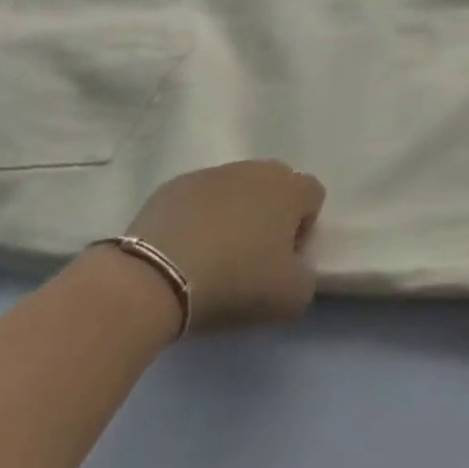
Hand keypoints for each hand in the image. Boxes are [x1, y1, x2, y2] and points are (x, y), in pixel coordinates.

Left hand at [123, 160, 325, 333]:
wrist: (156, 277)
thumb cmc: (234, 281)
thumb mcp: (289, 298)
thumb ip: (306, 279)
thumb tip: (295, 270)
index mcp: (291, 189)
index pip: (313, 196)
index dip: (303, 228)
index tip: (281, 260)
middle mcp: (258, 170)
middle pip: (275, 187)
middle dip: (269, 215)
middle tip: (249, 258)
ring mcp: (215, 173)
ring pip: (236, 190)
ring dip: (232, 215)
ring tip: (211, 257)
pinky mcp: (177, 186)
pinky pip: (198, 199)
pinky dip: (197, 219)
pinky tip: (181, 252)